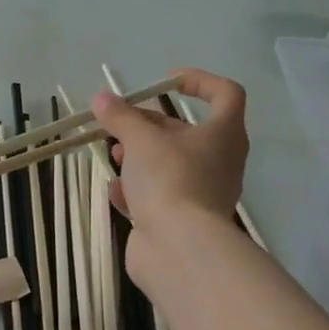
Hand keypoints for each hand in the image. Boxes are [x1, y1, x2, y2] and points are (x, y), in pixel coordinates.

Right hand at [91, 70, 249, 285]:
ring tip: (114, 158)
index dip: (198, 81)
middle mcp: (219, 161)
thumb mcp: (140, 140)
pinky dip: (138, 192)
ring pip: (169, 165)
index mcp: (223, 135)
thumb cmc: (169, 180)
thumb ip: (120, 117)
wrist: (179, 248)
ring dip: (139, 158)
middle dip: (148, 126)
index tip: (165, 82)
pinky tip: (117, 195)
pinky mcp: (183, 220)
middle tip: (118, 125)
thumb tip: (102, 99)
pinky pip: (159, 197)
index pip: (226, 94)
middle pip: (185, 132)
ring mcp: (202, 193)